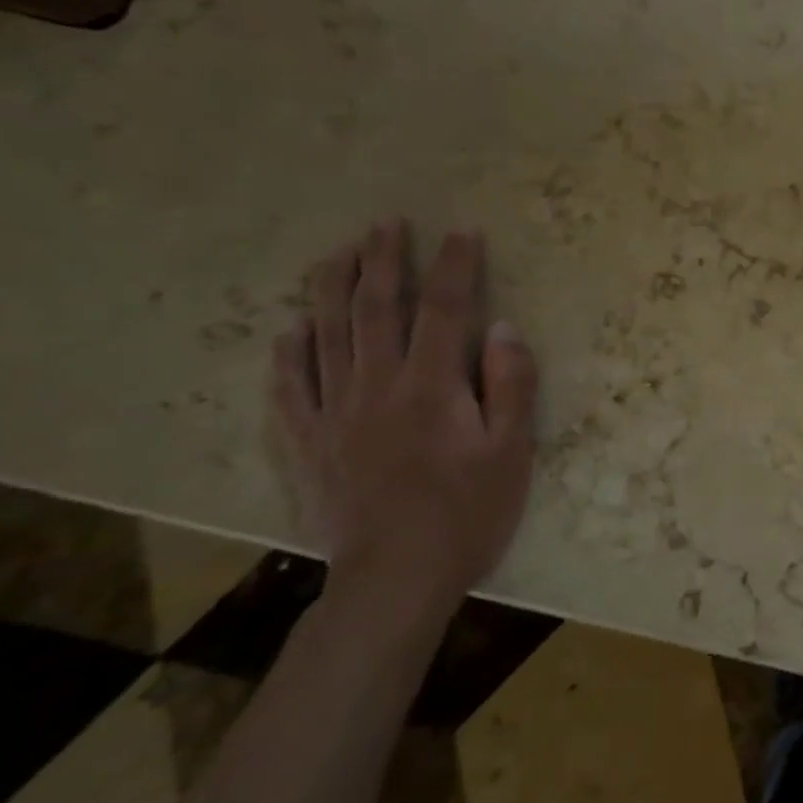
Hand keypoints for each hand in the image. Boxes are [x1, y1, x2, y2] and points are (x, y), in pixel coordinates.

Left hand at [271, 220, 538, 617]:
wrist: (396, 578)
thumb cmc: (469, 512)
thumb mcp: (512, 451)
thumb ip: (510, 385)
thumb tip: (502, 328)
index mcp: (431, 387)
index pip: (444, 310)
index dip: (454, 266)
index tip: (461, 231)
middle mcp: (376, 388)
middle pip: (375, 311)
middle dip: (383, 262)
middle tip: (386, 224)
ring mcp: (333, 414)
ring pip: (327, 337)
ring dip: (333, 290)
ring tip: (337, 254)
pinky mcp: (307, 443)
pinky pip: (290, 387)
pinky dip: (290, 353)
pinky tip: (292, 331)